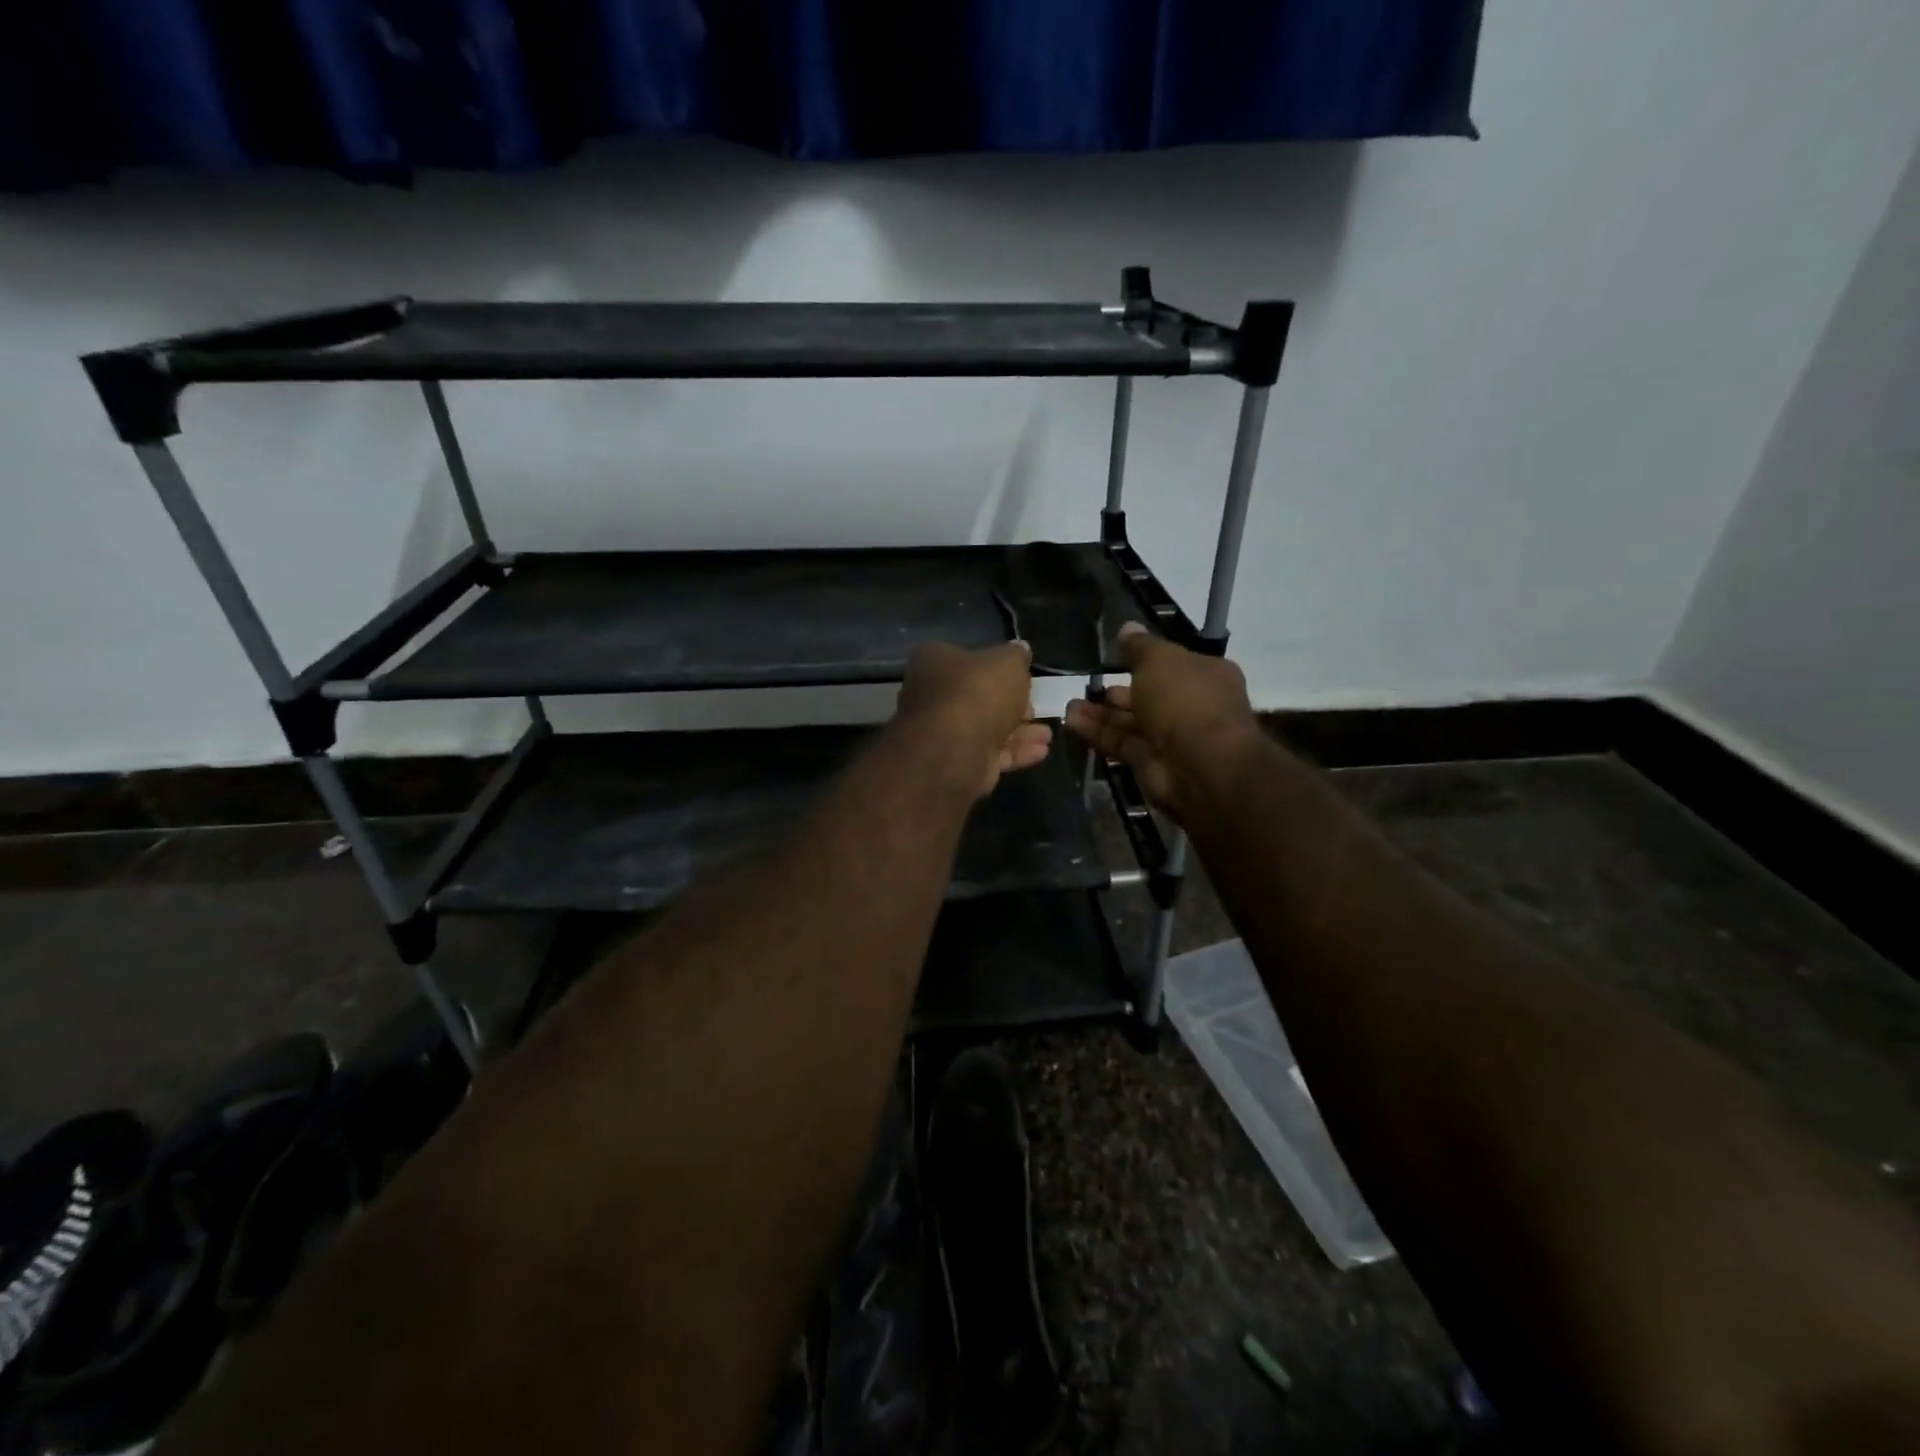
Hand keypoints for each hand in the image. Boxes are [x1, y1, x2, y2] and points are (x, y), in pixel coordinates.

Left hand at [896, 641, 1052, 798]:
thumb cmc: (978, 692)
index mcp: (935, 662)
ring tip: (1047, 735)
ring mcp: (942, 732)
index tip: (1022, 677)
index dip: (996, 668)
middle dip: (1011, 705)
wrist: (955, 748)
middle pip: (977, 696)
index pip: (967, 659)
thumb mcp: (1008, 662)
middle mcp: (932, 695)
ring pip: (986, 728)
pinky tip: (1041, 752)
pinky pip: (989, 753)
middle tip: (1034, 709)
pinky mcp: (955, 761)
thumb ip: (1017, 655)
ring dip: (1019, 732)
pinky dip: (1015, 751)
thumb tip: (1020, 649)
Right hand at [1064, 624, 1258, 822]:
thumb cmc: (1185, 699)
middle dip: (1116, 689)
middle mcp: (1189, 705)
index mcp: (1205, 675)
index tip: (1114, 654)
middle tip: (1086, 684)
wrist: (1199, 764)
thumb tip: (1127, 627)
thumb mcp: (1159, 659)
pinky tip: (1071, 722)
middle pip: (1147, 694)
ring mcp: (1170, 736)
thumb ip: (1139, 646)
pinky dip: (1097, 733)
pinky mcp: (1149, 762)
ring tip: (1069, 705)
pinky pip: (1120, 742)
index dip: (1144, 658)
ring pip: (1129, 720)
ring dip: (1100, 712)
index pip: (1171, 663)